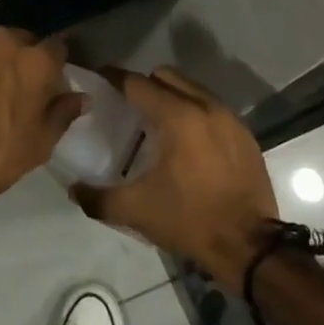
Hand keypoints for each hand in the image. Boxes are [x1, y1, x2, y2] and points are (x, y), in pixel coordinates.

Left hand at [0, 27, 84, 221]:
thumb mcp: (41, 142)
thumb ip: (63, 112)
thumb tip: (81, 97)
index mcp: (34, 58)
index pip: (59, 47)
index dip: (59, 66)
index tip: (57, 85)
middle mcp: (4, 43)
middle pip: (26, 43)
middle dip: (30, 61)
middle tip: (29, 92)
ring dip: (3, 66)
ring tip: (0, 97)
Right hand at [70, 66, 278, 291]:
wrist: (250, 247)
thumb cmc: (190, 220)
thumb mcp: (137, 210)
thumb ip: (98, 197)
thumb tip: (73, 189)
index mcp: (177, 117)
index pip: (137, 83)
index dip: (114, 77)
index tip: (99, 78)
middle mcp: (205, 107)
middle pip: (166, 76)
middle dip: (144, 84)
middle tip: (128, 105)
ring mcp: (229, 119)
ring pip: (192, 89)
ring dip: (171, 96)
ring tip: (158, 122)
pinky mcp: (245, 136)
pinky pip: (212, 108)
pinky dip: (195, 113)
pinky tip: (187, 141)